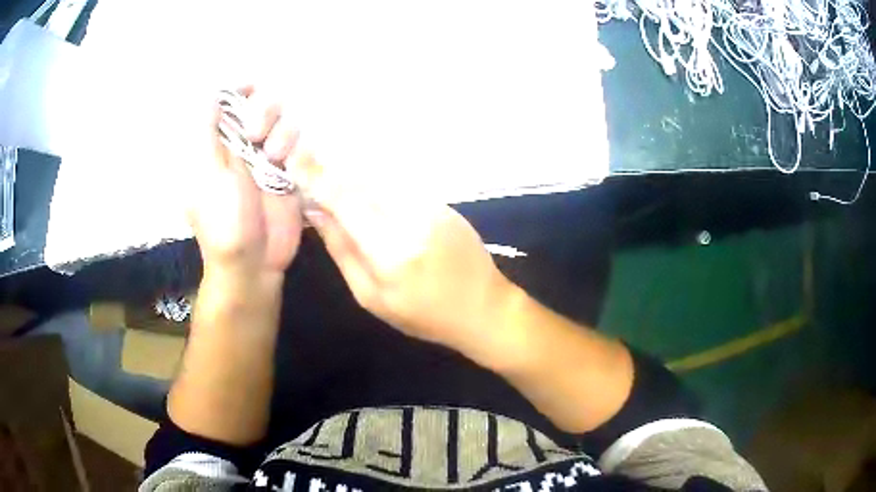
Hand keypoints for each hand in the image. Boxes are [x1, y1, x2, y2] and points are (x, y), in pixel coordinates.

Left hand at [187, 86, 302, 280]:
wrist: (254, 261)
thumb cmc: (223, 219)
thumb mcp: (207, 173)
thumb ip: (206, 130)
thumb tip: (211, 95)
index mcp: (216, 144)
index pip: (228, 103)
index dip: (239, 90)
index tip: (252, 88)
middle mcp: (241, 146)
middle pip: (260, 105)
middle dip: (263, 112)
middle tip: (255, 135)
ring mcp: (266, 158)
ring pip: (283, 121)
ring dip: (281, 133)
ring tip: (273, 159)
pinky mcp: (288, 172)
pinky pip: (299, 144)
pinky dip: (296, 149)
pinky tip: (288, 168)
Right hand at [296, 161, 516, 357]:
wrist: (484, 307)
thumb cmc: (424, 315)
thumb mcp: (373, 297)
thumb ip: (342, 251)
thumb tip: (317, 213)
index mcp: (390, 250)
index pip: (345, 200)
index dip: (316, 176)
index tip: (295, 157)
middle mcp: (411, 217)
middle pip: (361, 182)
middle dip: (332, 177)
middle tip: (310, 175)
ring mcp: (431, 205)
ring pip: (380, 181)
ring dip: (355, 182)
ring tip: (338, 190)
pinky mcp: (442, 202)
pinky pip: (399, 187)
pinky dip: (378, 189)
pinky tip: (372, 202)